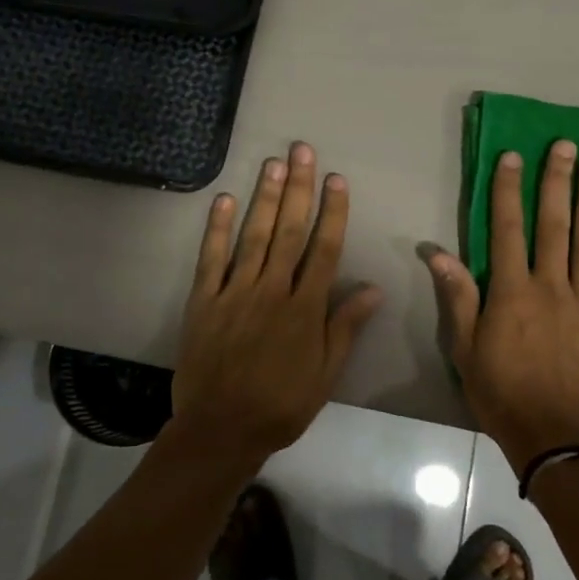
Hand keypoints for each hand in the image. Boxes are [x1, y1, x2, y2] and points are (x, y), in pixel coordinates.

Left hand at [171, 142, 382, 469]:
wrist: (221, 429)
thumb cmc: (281, 404)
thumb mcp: (325, 374)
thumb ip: (346, 327)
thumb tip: (374, 287)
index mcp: (305, 309)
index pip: (324, 249)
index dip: (333, 212)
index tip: (337, 179)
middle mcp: (272, 290)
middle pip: (289, 231)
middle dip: (299, 188)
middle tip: (302, 150)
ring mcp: (235, 292)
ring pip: (254, 235)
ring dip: (266, 197)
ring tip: (273, 163)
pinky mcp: (204, 300)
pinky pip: (212, 258)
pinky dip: (217, 228)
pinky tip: (224, 198)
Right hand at [426, 141, 578, 472]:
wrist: (560, 440)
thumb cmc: (503, 395)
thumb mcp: (465, 351)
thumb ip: (457, 298)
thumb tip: (437, 252)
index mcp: (512, 293)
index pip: (508, 229)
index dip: (508, 190)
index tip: (512, 156)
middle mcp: (552, 287)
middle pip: (554, 224)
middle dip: (557, 181)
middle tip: (565, 145)